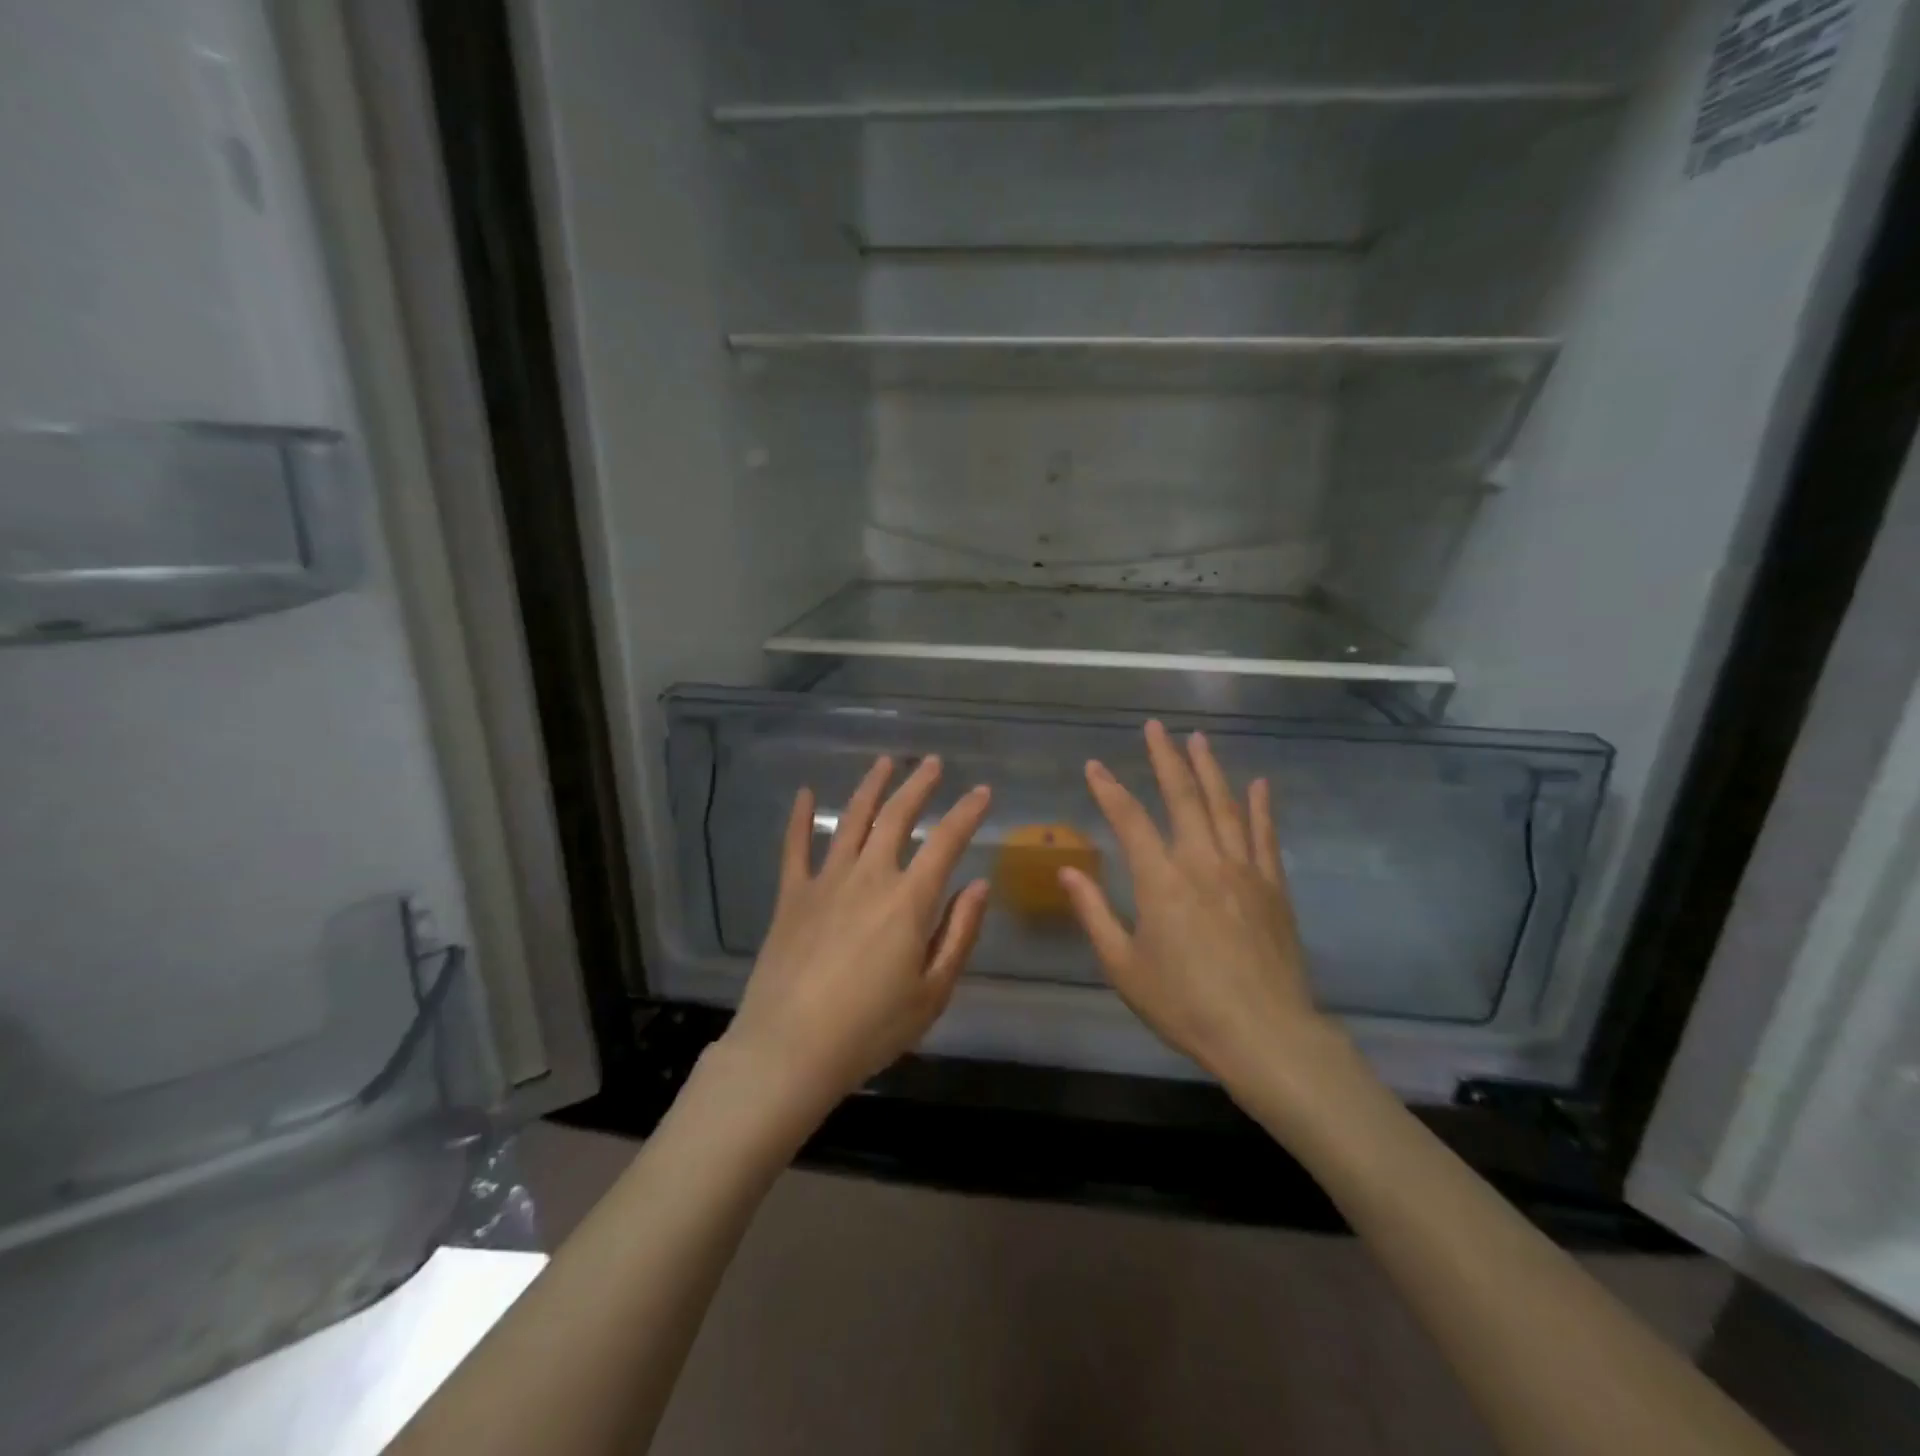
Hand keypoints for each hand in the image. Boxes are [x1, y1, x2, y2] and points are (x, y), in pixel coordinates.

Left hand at [722, 755, 991, 1114]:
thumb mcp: (932, 992)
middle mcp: (869, 877)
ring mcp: (825, 882)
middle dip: (919, 785)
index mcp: (909, 900)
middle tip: (933, 762)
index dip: (967, 813)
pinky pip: (795, 847)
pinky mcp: (792, 896)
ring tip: (884, 762)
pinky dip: (798, 818)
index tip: (982, 791)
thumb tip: (978, 885)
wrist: (790, 1049)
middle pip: (897, 817)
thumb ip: (959, 933)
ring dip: (871, 788)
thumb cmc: (871, 1028)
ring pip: (851, 820)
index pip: (946, 842)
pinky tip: (803, 793)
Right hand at [1059, 720, 1340, 1092]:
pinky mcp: (1273, 886)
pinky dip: (1261, 806)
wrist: (1265, 1034)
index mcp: (1161, 880)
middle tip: (1155, 727)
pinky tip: (1259, 784)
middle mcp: (1202, 861)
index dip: (1109, 788)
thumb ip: (1095, 913)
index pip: (1129, 818)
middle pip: (1182, 796)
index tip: (1095, 765)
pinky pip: (1265, 835)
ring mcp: (1243, 869)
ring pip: (1225, 805)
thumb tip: (1068, 871)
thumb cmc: (1185, 1004)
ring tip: (1199, 739)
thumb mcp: (1124, 966)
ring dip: (1210, 769)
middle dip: (1165, 758)